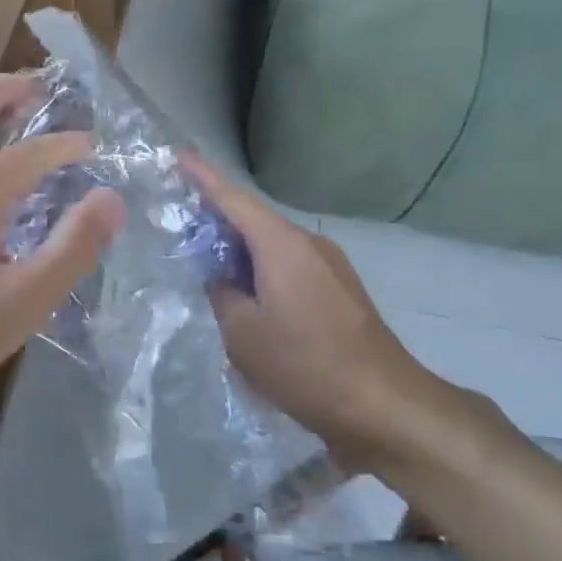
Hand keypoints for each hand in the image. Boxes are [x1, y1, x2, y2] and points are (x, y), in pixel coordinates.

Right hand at [183, 155, 476, 475]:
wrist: (382, 403)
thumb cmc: (303, 364)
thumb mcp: (243, 333)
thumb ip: (223, 296)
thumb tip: (222, 280)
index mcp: (282, 246)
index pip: (234, 200)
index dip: (203, 178)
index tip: (179, 157)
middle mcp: (309, 245)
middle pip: (255, 221)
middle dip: (218, 221)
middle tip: (181, 228)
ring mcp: (331, 267)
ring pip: (274, 247)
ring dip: (242, 253)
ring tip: (210, 270)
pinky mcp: (341, 291)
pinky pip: (291, 267)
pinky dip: (263, 272)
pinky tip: (249, 299)